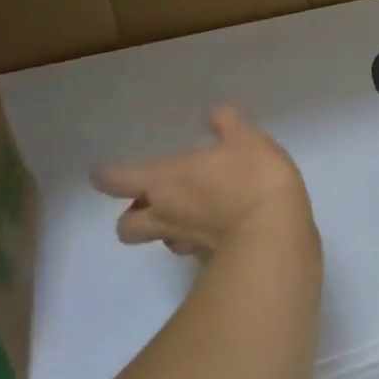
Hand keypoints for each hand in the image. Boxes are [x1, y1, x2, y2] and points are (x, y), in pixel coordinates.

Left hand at [92, 106, 312, 259]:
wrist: (275, 233)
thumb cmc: (252, 178)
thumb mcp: (246, 138)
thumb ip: (226, 124)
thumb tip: (213, 114)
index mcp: (164, 180)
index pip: (117, 180)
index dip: (106, 176)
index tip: (102, 173)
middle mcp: (165, 215)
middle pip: (126, 226)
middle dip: (132, 215)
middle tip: (150, 201)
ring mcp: (186, 244)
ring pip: (159, 241)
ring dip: (164, 231)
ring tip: (186, 217)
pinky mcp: (209, 263)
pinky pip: (192, 253)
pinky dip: (198, 243)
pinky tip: (218, 232)